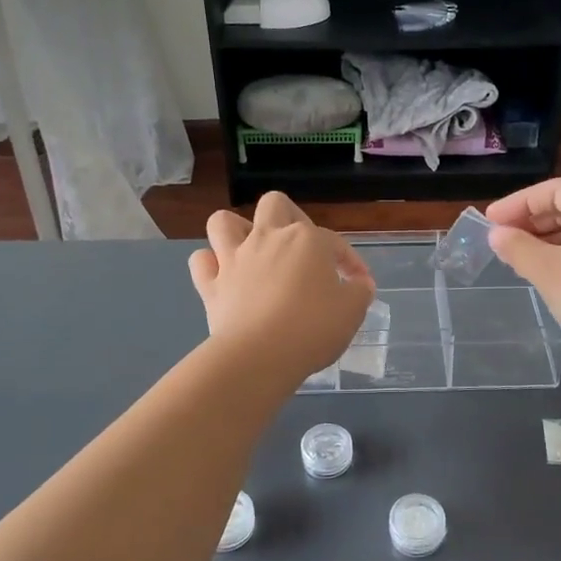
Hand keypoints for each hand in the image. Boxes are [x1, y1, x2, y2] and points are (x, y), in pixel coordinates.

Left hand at [188, 193, 375, 383]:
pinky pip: (201, 262)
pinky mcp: (211, 285)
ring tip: (252, 250)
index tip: (358, 284)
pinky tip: (222, 276)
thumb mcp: (352, 311)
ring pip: (224, 222)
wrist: (260, 356)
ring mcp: (234, 259)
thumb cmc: (313, 328)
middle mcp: (268, 238)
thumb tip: (360, 284)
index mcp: (307, 240)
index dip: (349, 261)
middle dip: (289, 217)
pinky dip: (210, 264)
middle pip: (275, 204)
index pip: (334, 242)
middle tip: (300, 246)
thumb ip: (359, 292)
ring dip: (237, 230)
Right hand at [485, 179, 560, 381]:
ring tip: (517, 258)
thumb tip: (497, 235)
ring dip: (547, 241)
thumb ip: (518, 248)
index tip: (489, 222)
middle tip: (500, 240)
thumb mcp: (550, 273)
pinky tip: (547, 276)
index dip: (518, 203)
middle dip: (532, 221)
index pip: (557, 190)